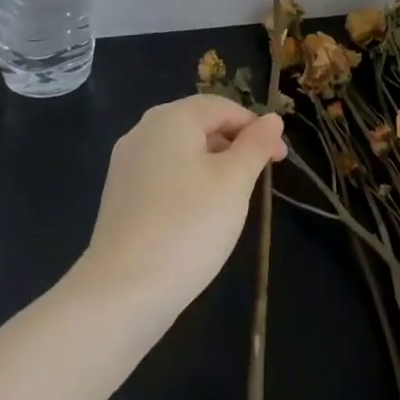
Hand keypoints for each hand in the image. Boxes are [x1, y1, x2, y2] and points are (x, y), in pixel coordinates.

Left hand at [80, 95, 285, 312]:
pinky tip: (200, 215)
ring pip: (181, 151)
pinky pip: (163, 175)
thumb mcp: (234, 182)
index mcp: (170, 119)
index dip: (256, 127)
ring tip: (234, 198)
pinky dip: (189, 183)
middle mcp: (142, 132)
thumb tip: (272, 119)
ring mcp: (126, 165)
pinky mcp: (120, 196)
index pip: (222, 107)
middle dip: (235, 145)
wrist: (123, 292)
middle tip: (261, 178)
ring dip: (214, 165)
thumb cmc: (189, 226)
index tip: (280, 159)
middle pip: (199, 125)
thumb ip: (255, 145)